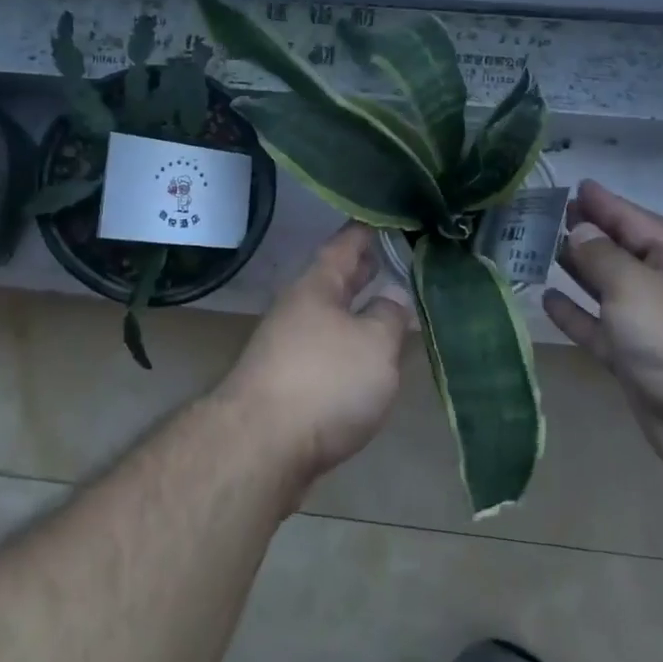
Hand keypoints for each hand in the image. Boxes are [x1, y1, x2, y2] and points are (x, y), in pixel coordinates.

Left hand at [217, 223, 414, 489]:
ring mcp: (290, 346)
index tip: (391, 214)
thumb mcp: (374, 342)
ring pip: (334, 317)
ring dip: (362, 310)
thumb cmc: (324, 381)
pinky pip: (329, 351)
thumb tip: (394, 296)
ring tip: (396, 307)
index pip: (346, 243)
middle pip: (337, 280)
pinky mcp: (291, 384)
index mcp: (317, 286)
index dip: (369, 228)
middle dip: (366, 268)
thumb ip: (390, 315)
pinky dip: (353, 346)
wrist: (261, 447)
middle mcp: (299, 308)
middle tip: (400, 255)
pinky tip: (373, 359)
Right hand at [543, 181, 662, 488]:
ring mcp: (656, 327)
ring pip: (609, 290)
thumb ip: (601, 255)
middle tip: (549, 216)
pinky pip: (601, 329)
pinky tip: (548, 299)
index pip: (636, 220)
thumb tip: (581, 232)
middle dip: (589, 235)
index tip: (576, 185)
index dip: (605, 203)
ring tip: (543, 250)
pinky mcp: (639, 362)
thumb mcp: (635, 284)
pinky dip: (577, 314)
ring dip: (579, 272)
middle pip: (623, 253)